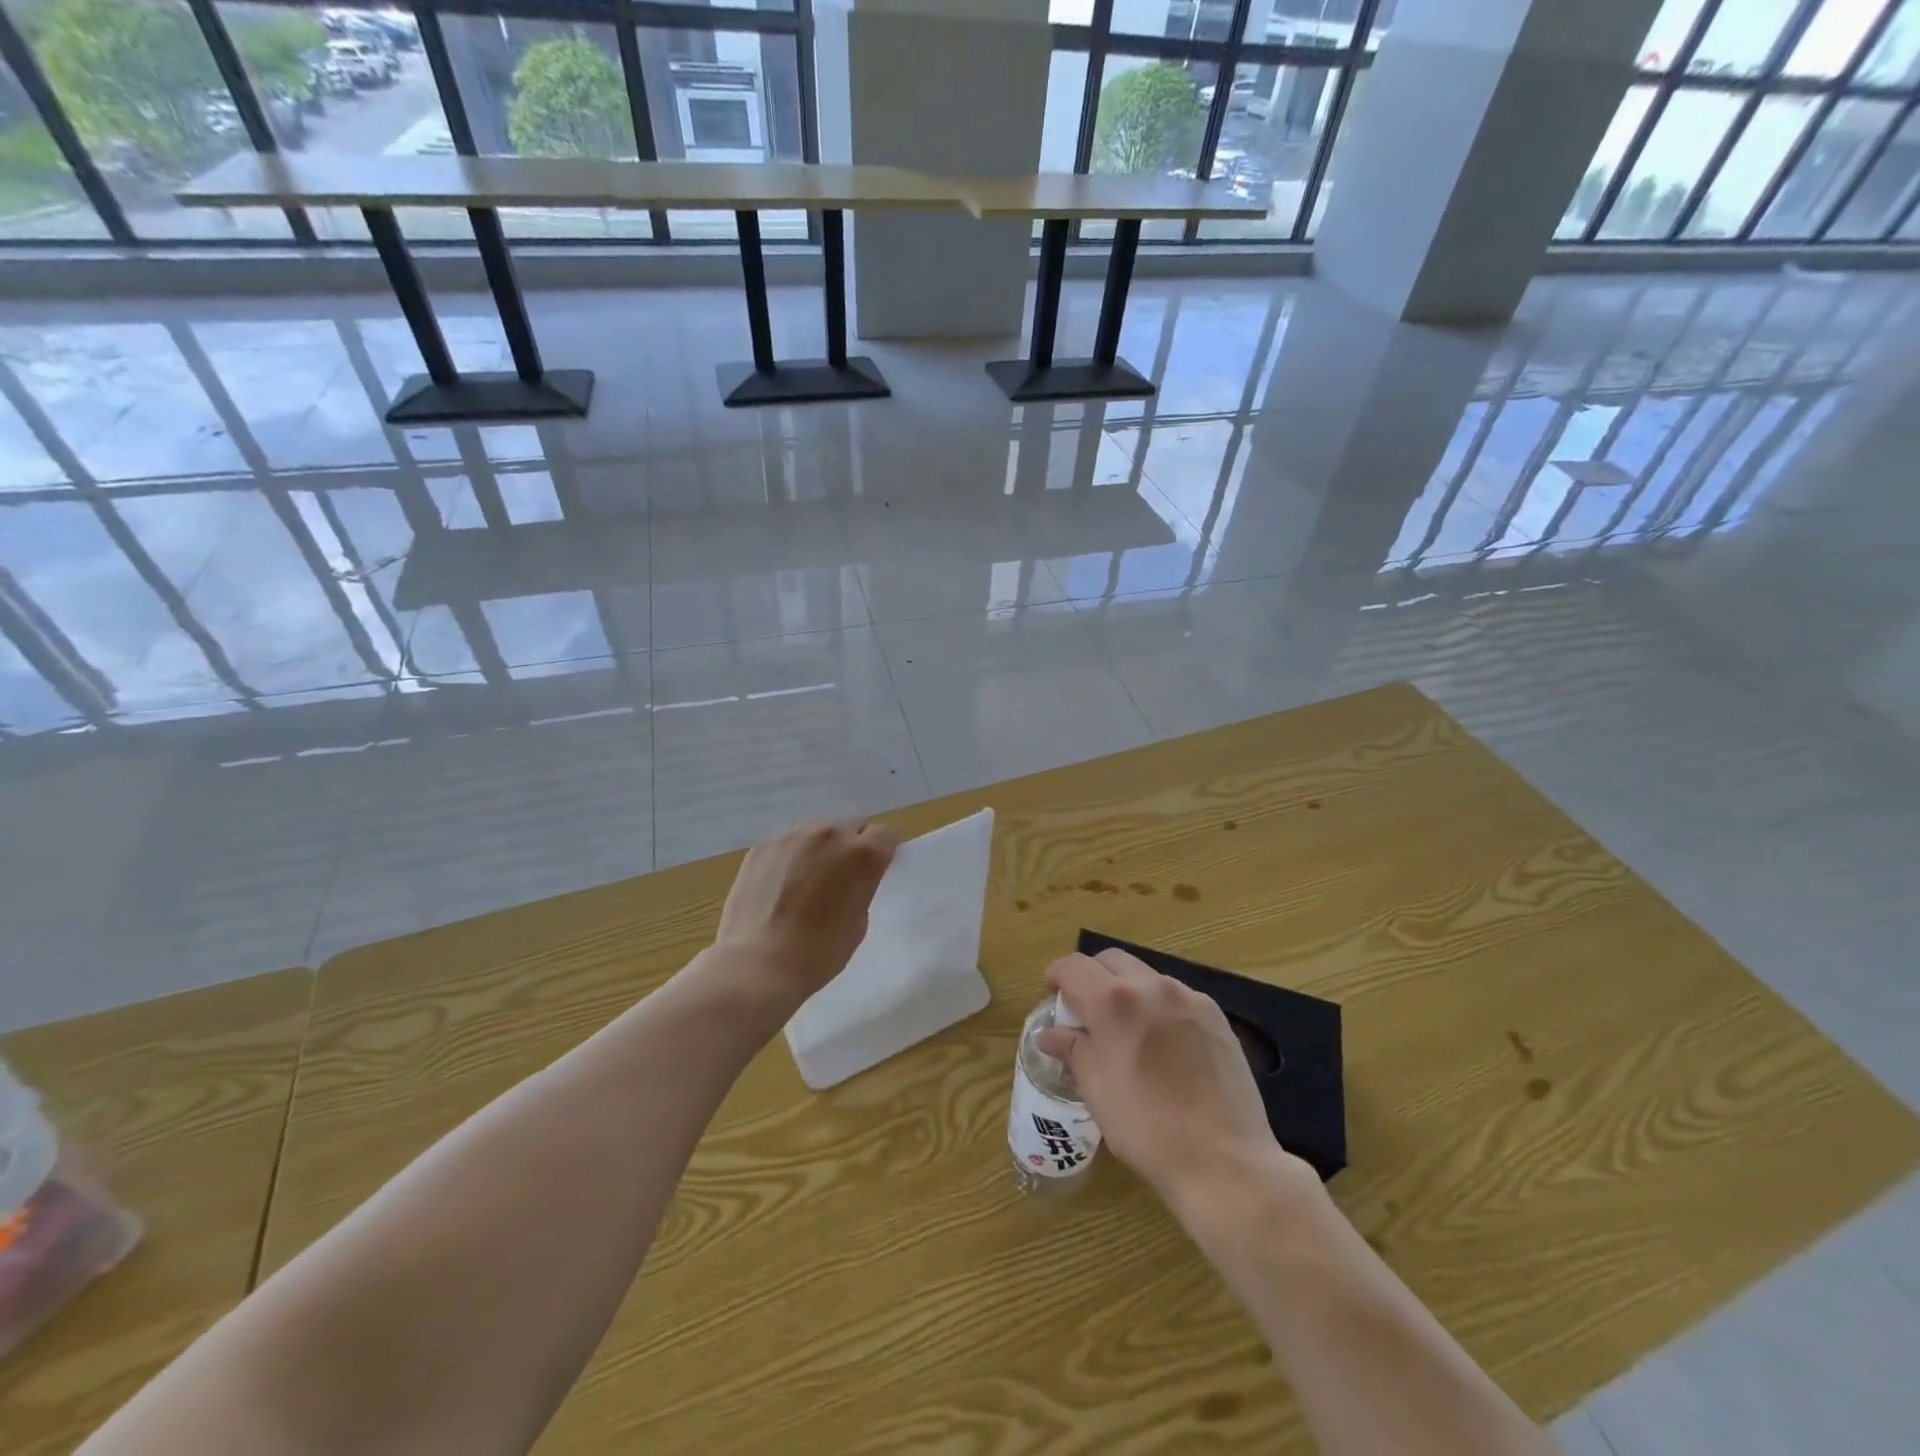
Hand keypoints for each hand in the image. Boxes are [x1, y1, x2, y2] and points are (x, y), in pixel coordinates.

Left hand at [710, 818, 898, 1007]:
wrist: (758, 964)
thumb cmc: (819, 952)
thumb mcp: (859, 922)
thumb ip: (861, 887)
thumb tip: (851, 878)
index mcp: (863, 854)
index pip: (885, 835)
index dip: (881, 853)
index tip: (873, 873)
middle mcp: (830, 834)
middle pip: (852, 826)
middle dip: (852, 846)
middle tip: (840, 878)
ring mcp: (792, 836)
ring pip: (818, 831)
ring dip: (820, 848)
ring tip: (806, 880)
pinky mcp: (762, 845)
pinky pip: (788, 842)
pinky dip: (791, 857)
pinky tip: (779, 886)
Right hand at [1039, 949, 1309, 1213]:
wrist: (1225, 1161)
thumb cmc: (1148, 1129)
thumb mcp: (1098, 1091)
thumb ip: (1073, 1051)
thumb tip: (1050, 1034)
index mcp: (1114, 1001)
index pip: (1074, 966)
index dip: (1057, 975)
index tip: (1052, 994)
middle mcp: (1151, 986)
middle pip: (1111, 960)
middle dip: (1092, 975)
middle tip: (1086, 1009)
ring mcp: (1189, 998)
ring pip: (1146, 975)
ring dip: (1127, 989)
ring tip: (1126, 1028)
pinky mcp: (1216, 1016)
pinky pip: (1177, 996)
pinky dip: (1159, 1006)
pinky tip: (1163, 1043)